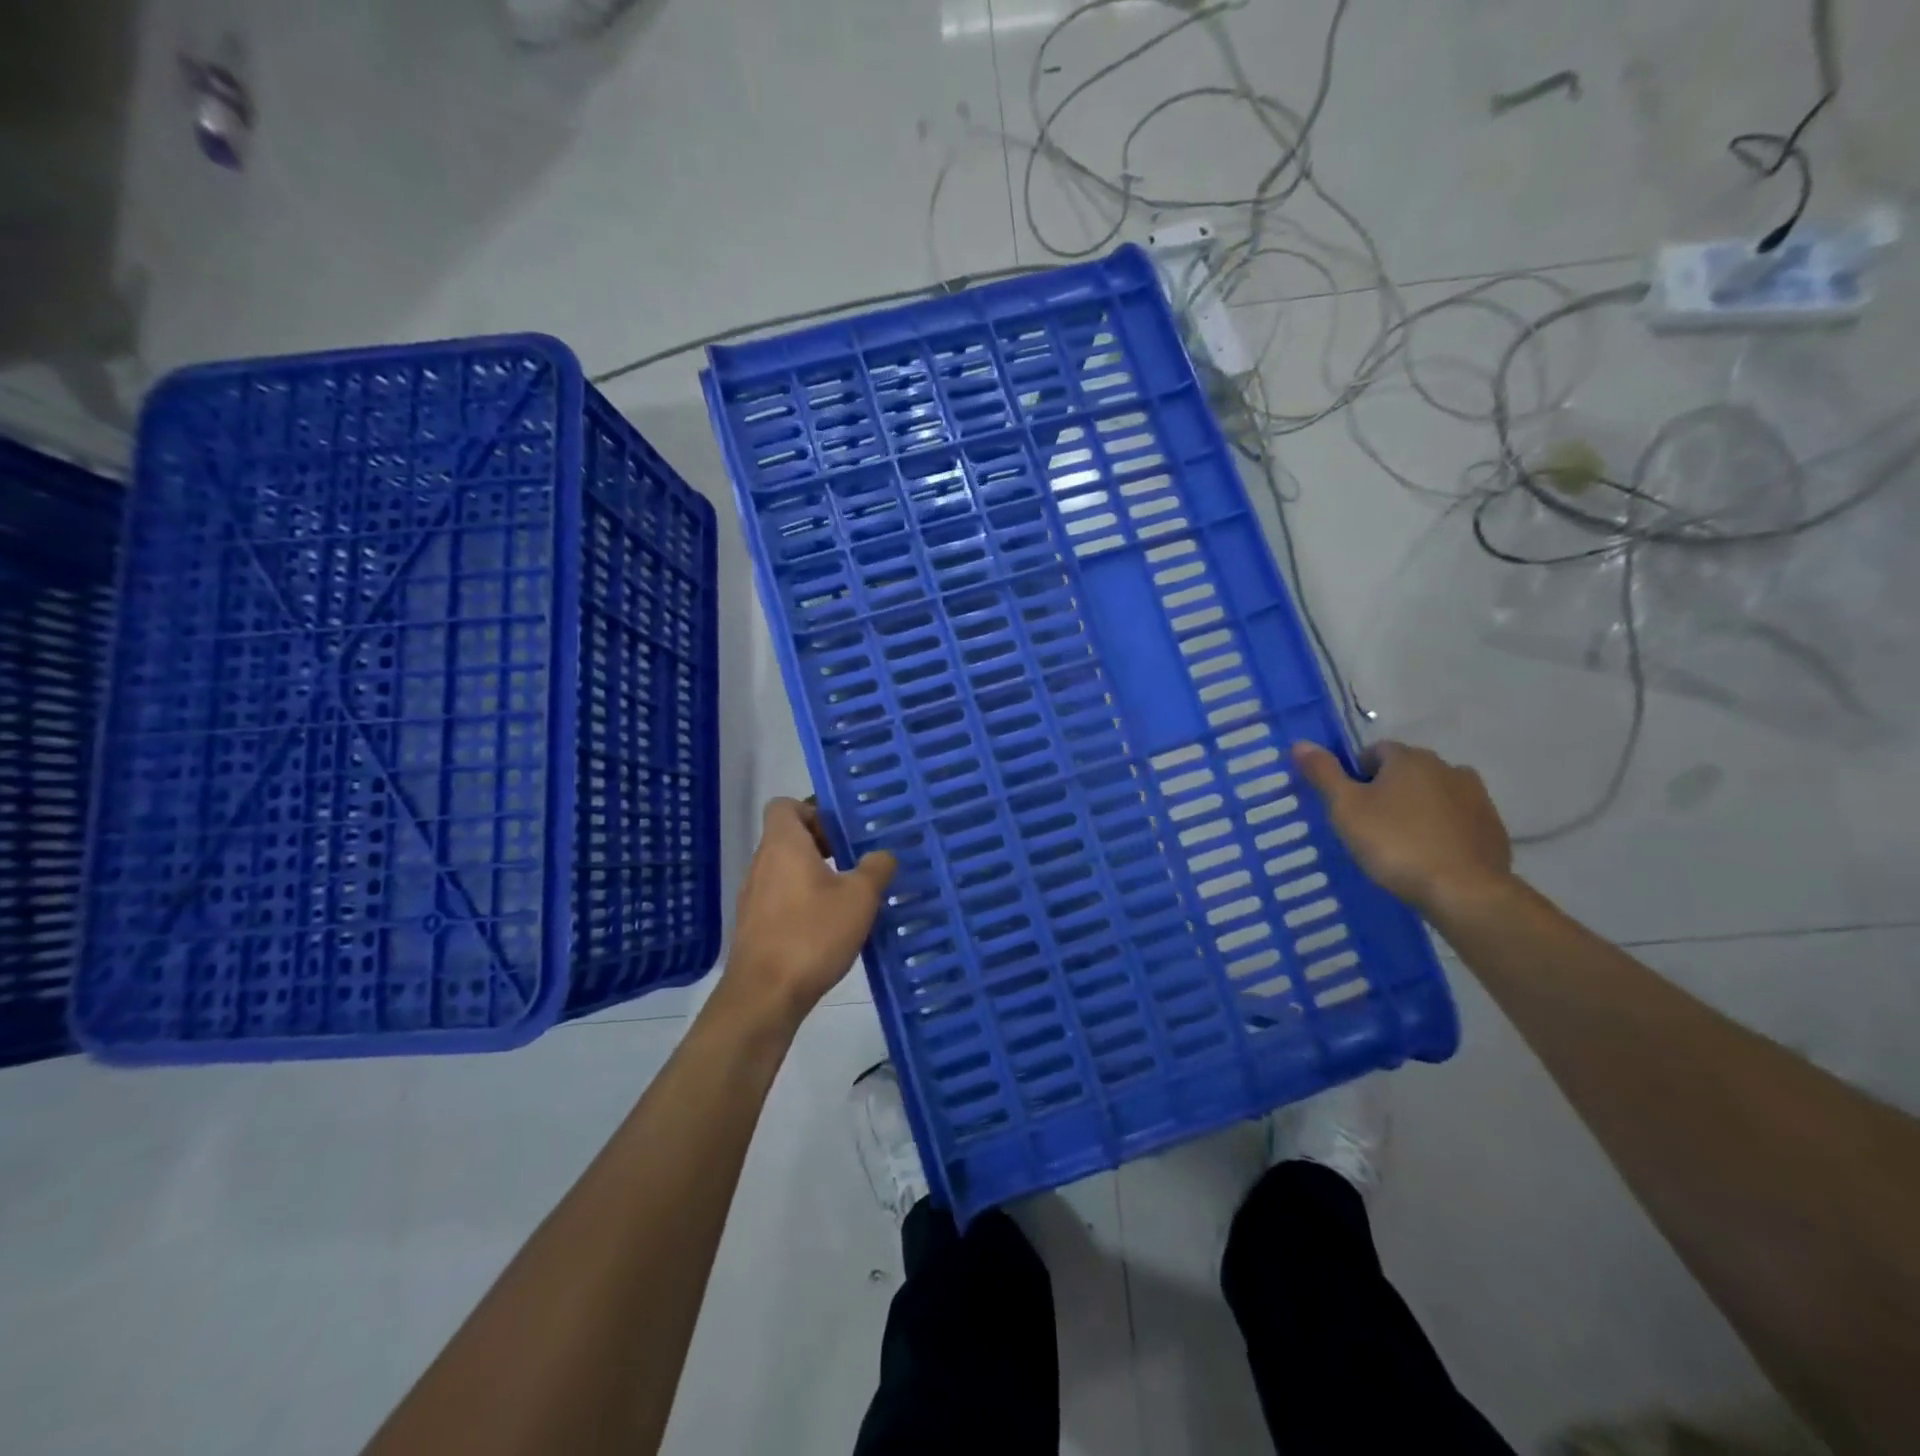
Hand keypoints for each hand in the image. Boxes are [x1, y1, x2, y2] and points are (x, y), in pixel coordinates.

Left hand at [720, 798, 896, 1030]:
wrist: (765, 995)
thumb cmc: (812, 934)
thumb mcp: (860, 898)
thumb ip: (876, 868)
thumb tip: (882, 855)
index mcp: (783, 845)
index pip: (784, 805)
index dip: (812, 810)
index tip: (841, 830)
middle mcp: (762, 863)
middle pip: (788, 837)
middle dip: (822, 843)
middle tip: (855, 858)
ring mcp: (753, 895)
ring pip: (785, 869)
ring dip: (814, 873)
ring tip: (848, 892)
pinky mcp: (754, 925)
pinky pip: (780, 897)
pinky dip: (803, 899)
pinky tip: (829, 924)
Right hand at [1290, 740, 1512, 915]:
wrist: (1464, 891)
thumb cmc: (1395, 844)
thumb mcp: (1346, 809)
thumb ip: (1324, 773)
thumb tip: (1300, 743)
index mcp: (1409, 759)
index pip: (1376, 751)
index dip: (1357, 774)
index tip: (1350, 805)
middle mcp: (1447, 768)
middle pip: (1407, 771)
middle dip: (1389, 790)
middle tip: (1371, 825)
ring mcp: (1476, 797)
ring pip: (1436, 794)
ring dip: (1419, 808)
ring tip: (1403, 843)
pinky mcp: (1493, 827)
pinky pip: (1459, 819)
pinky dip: (1444, 829)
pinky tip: (1431, 856)